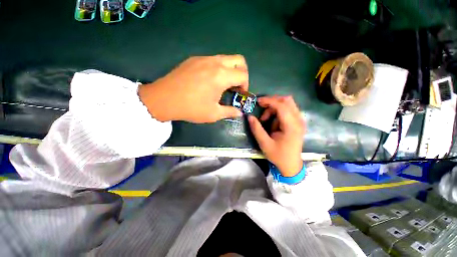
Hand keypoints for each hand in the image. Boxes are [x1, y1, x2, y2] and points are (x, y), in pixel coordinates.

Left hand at [138, 55, 248, 122]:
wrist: (163, 99)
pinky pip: (213, 60)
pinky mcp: (194, 59)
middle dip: (242, 73)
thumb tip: (240, 113)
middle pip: (239, 60)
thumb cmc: (191, 108)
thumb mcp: (213, 114)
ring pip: (226, 58)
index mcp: (221, 76)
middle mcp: (215, 62)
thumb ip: (230, 112)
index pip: (243, 75)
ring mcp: (203, 58)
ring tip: (223, 84)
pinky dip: (218, 68)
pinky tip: (210, 80)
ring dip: (230, 70)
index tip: (240, 94)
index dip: (246, 85)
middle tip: (236, 86)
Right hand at [248, 96, 305, 176]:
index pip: (281, 106)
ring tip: (266, 120)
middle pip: (287, 100)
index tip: (257, 102)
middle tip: (261, 110)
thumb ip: (257, 129)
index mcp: (291, 126)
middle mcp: (298, 120)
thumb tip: (250, 116)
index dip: (269, 101)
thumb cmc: (278, 156)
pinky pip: (288, 110)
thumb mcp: (265, 144)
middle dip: (272, 102)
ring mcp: (300, 121)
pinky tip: (273, 123)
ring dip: (274, 108)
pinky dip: (278, 112)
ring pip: (287, 104)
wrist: (291, 165)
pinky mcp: (298, 122)